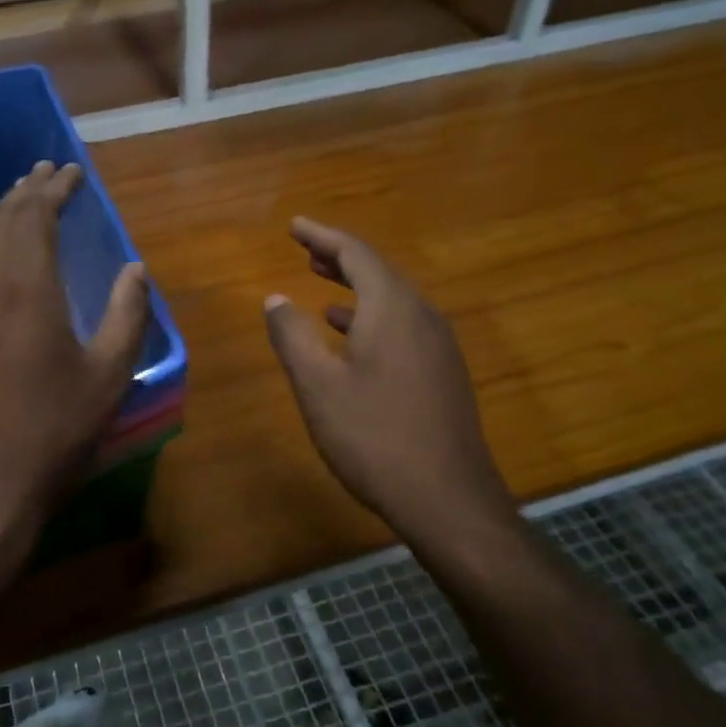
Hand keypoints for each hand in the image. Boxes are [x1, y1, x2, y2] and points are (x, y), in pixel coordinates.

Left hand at [0, 161, 149, 573]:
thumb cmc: (54, 432)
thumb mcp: (108, 376)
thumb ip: (127, 315)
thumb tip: (135, 269)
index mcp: (26, 290)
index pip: (34, 218)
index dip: (53, 190)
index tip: (71, 172)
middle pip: (1, 222)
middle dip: (25, 191)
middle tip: (46, 171)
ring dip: (3, 217)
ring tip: (23, 200)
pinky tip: (1, 259)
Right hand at [264, 218, 515, 542]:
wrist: (449, 501)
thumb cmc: (374, 437)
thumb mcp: (318, 385)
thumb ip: (292, 336)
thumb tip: (276, 299)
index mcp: (393, 309)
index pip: (356, 253)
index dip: (322, 235)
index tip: (294, 225)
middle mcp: (422, 316)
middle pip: (379, 271)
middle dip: (339, 257)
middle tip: (305, 249)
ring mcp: (439, 346)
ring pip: (393, 299)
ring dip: (355, 286)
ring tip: (322, 283)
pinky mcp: (443, 373)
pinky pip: (403, 324)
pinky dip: (371, 315)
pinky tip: (350, 335)